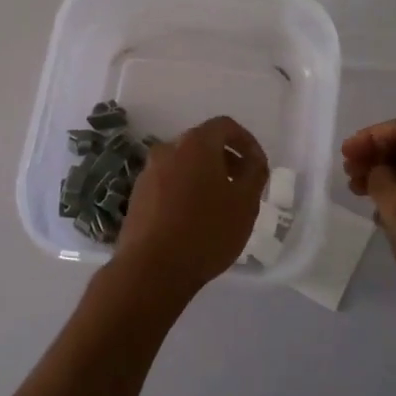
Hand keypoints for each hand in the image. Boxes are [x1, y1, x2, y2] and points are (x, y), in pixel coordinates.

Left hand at [113, 116, 268, 299]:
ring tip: (220, 206)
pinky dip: (185, 191)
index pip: (225, 126)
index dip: (246, 142)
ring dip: (204, 176)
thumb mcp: (245, 203)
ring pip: (183, 164)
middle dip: (226, 160)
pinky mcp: (137, 196)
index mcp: (195, 144)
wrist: (152, 269)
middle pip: (202, 144)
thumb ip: (255, 173)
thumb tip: (253, 161)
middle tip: (242, 186)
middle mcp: (167, 149)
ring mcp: (148, 173)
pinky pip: (168, 183)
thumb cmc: (207, 231)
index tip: (257, 166)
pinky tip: (194, 220)